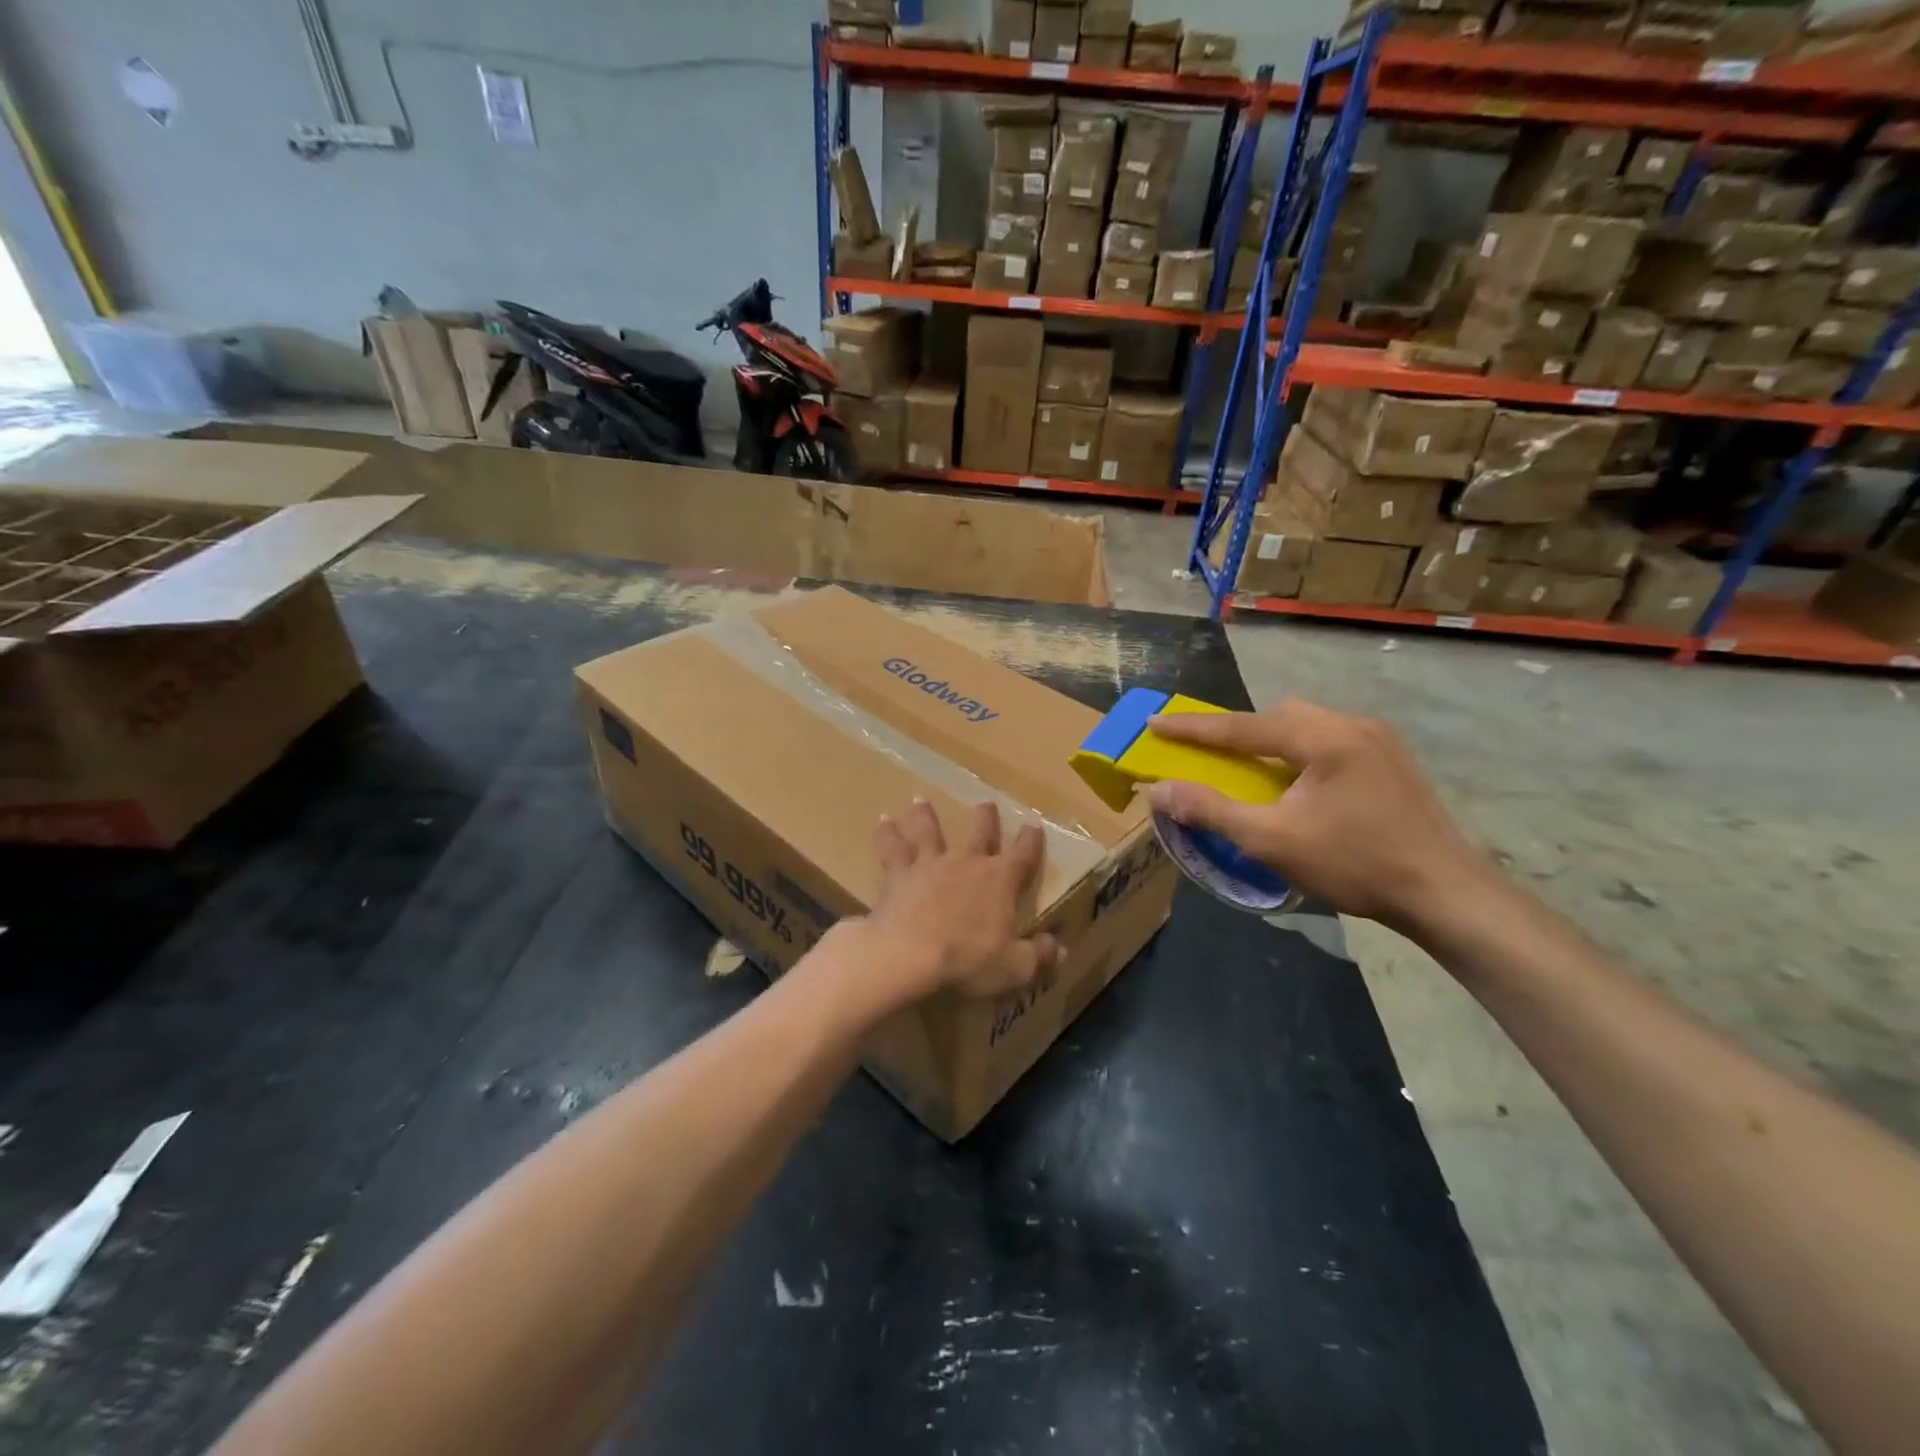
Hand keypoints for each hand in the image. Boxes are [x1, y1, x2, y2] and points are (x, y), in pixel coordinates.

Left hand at [858, 800, 1061, 1004]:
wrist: (908, 953)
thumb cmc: (966, 960)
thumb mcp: (1013, 967)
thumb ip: (1038, 957)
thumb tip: (1060, 951)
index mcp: (1000, 880)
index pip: (1023, 855)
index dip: (1031, 841)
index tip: (1034, 826)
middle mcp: (967, 862)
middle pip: (980, 832)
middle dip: (986, 817)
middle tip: (986, 804)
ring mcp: (931, 864)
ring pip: (929, 830)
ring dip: (926, 815)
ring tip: (920, 801)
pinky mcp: (899, 873)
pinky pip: (891, 848)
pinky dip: (887, 834)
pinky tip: (882, 821)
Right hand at [1144, 699, 1495, 932]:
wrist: (1447, 894)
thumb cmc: (1355, 864)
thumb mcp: (1272, 841)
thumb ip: (1211, 810)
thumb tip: (1158, 790)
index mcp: (1324, 737)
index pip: (1243, 726)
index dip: (1193, 728)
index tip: (1155, 722)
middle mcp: (1353, 725)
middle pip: (1280, 715)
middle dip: (1239, 731)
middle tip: (1212, 755)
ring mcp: (1379, 740)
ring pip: (1308, 726)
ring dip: (1272, 743)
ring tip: (1255, 773)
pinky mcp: (1393, 761)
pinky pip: (1331, 741)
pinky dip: (1300, 754)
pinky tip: (1300, 786)